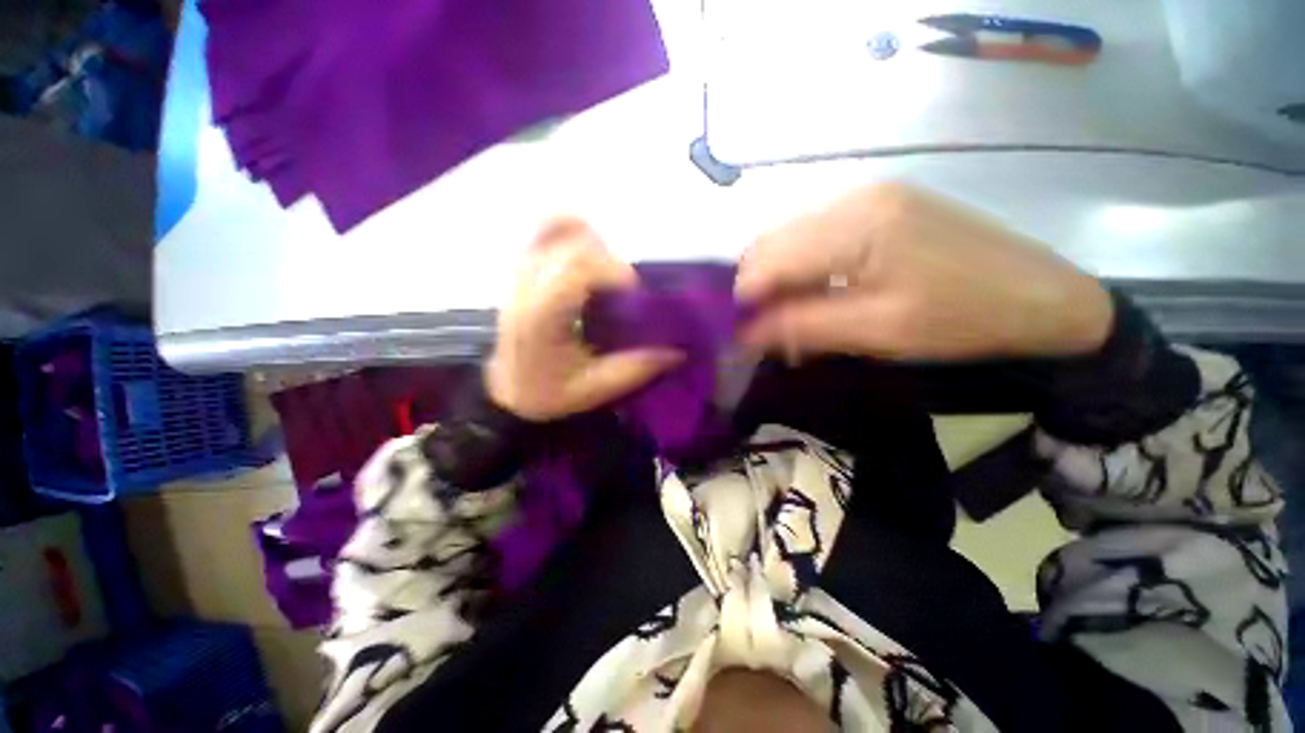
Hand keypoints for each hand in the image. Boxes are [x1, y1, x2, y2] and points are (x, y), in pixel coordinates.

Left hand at [486, 217, 683, 421]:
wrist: (509, 392)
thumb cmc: (548, 394)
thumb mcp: (595, 390)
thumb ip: (636, 369)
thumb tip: (678, 351)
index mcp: (542, 318)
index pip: (574, 271)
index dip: (611, 271)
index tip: (634, 291)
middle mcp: (526, 288)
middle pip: (570, 245)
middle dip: (608, 259)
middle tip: (624, 288)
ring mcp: (521, 274)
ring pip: (555, 230)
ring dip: (592, 242)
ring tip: (607, 271)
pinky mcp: (522, 270)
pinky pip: (544, 231)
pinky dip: (571, 230)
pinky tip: (590, 251)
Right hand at [735, 184, 1113, 360]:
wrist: (1043, 297)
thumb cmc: (963, 318)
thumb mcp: (878, 332)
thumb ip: (804, 327)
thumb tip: (745, 335)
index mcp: (857, 225)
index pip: (769, 259)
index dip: (743, 298)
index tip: (737, 333)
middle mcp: (853, 198)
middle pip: (772, 241)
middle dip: (755, 287)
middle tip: (760, 327)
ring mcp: (867, 196)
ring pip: (789, 237)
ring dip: (776, 277)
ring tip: (785, 314)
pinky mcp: (878, 206)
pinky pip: (814, 235)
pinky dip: (800, 267)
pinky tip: (812, 292)